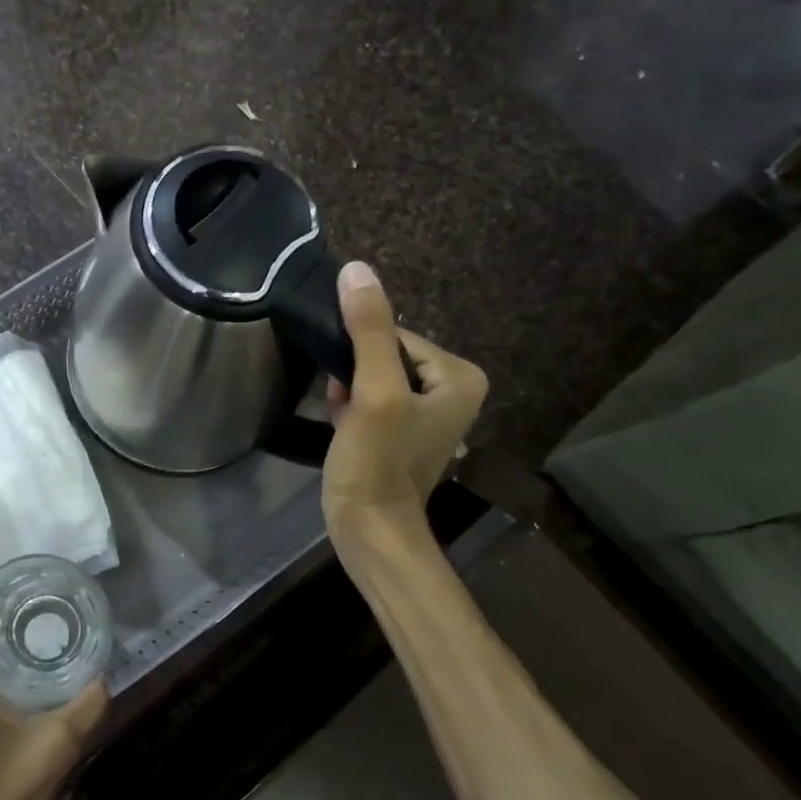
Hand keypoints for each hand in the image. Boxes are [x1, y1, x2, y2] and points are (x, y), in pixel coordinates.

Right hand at [322, 261, 487, 539]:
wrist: (369, 530)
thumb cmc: (378, 461)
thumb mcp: (374, 391)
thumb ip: (368, 330)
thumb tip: (356, 269)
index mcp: (460, 377)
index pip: (399, 336)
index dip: (363, 352)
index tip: (344, 378)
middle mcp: (452, 391)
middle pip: (387, 356)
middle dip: (356, 372)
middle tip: (343, 401)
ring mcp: (426, 416)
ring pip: (376, 378)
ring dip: (350, 388)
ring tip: (340, 413)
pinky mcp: (401, 435)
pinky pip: (374, 400)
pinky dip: (352, 405)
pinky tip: (339, 420)